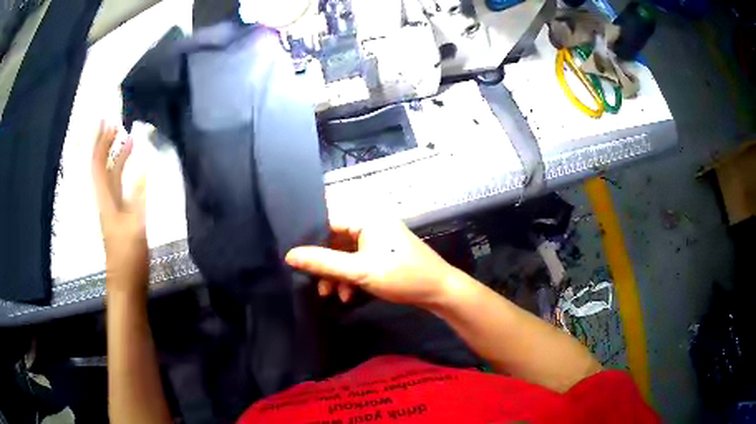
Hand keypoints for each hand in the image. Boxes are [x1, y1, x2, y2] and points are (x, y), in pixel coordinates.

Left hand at [92, 121, 147, 293]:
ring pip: (110, 177)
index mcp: (105, 201)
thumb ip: (139, 197)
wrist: (126, 286)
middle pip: (102, 167)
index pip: (98, 165)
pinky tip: (134, 171)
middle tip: (118, 125)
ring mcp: (112, 210)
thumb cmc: (129, 259)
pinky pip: (118, 188)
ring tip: (128, 141)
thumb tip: (144, 167)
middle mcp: (105, 201)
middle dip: (107, 144)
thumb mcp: (135, 227)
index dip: (101, 142)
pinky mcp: (120, 218)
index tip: (108, 121)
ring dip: (117, 157)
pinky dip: (124, 174)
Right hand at [285, 219, 462, 307]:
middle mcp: (371, 224)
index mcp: (367, 218)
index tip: (296, 260)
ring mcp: (378, 240)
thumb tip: (289, 255)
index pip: (328, 222)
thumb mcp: (359, 270)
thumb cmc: (401, 275)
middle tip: (318, 286)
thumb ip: (323, 262)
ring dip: (337, 276)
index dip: (311, 241)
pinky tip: (349, 295)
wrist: (439, 291)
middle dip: (326, 266)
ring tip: (333, 295)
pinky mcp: (383, 255)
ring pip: (346, 255)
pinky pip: (358, 262)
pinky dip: (350, 278)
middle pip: (335, 241)